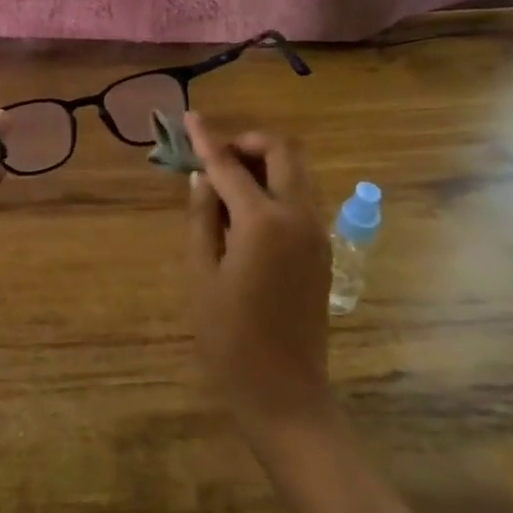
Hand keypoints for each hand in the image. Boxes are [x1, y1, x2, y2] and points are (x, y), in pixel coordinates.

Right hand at [185, 112, 333, 443]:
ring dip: (263, 163)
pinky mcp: (322, 250)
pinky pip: (300, 197)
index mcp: (263, 221)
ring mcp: (317, 233)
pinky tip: (244, 211)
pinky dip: (274, 187)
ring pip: (296, 172)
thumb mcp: (202, 274)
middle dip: (247, 142)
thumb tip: (201, 177)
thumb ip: (202, 217)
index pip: (229, 164)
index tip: (189, 117)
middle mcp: (298, 216)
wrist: (286, 394)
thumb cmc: (230, 338)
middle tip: (214, 157)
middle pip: (282, 151)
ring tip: (224, 183)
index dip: (206, 138)